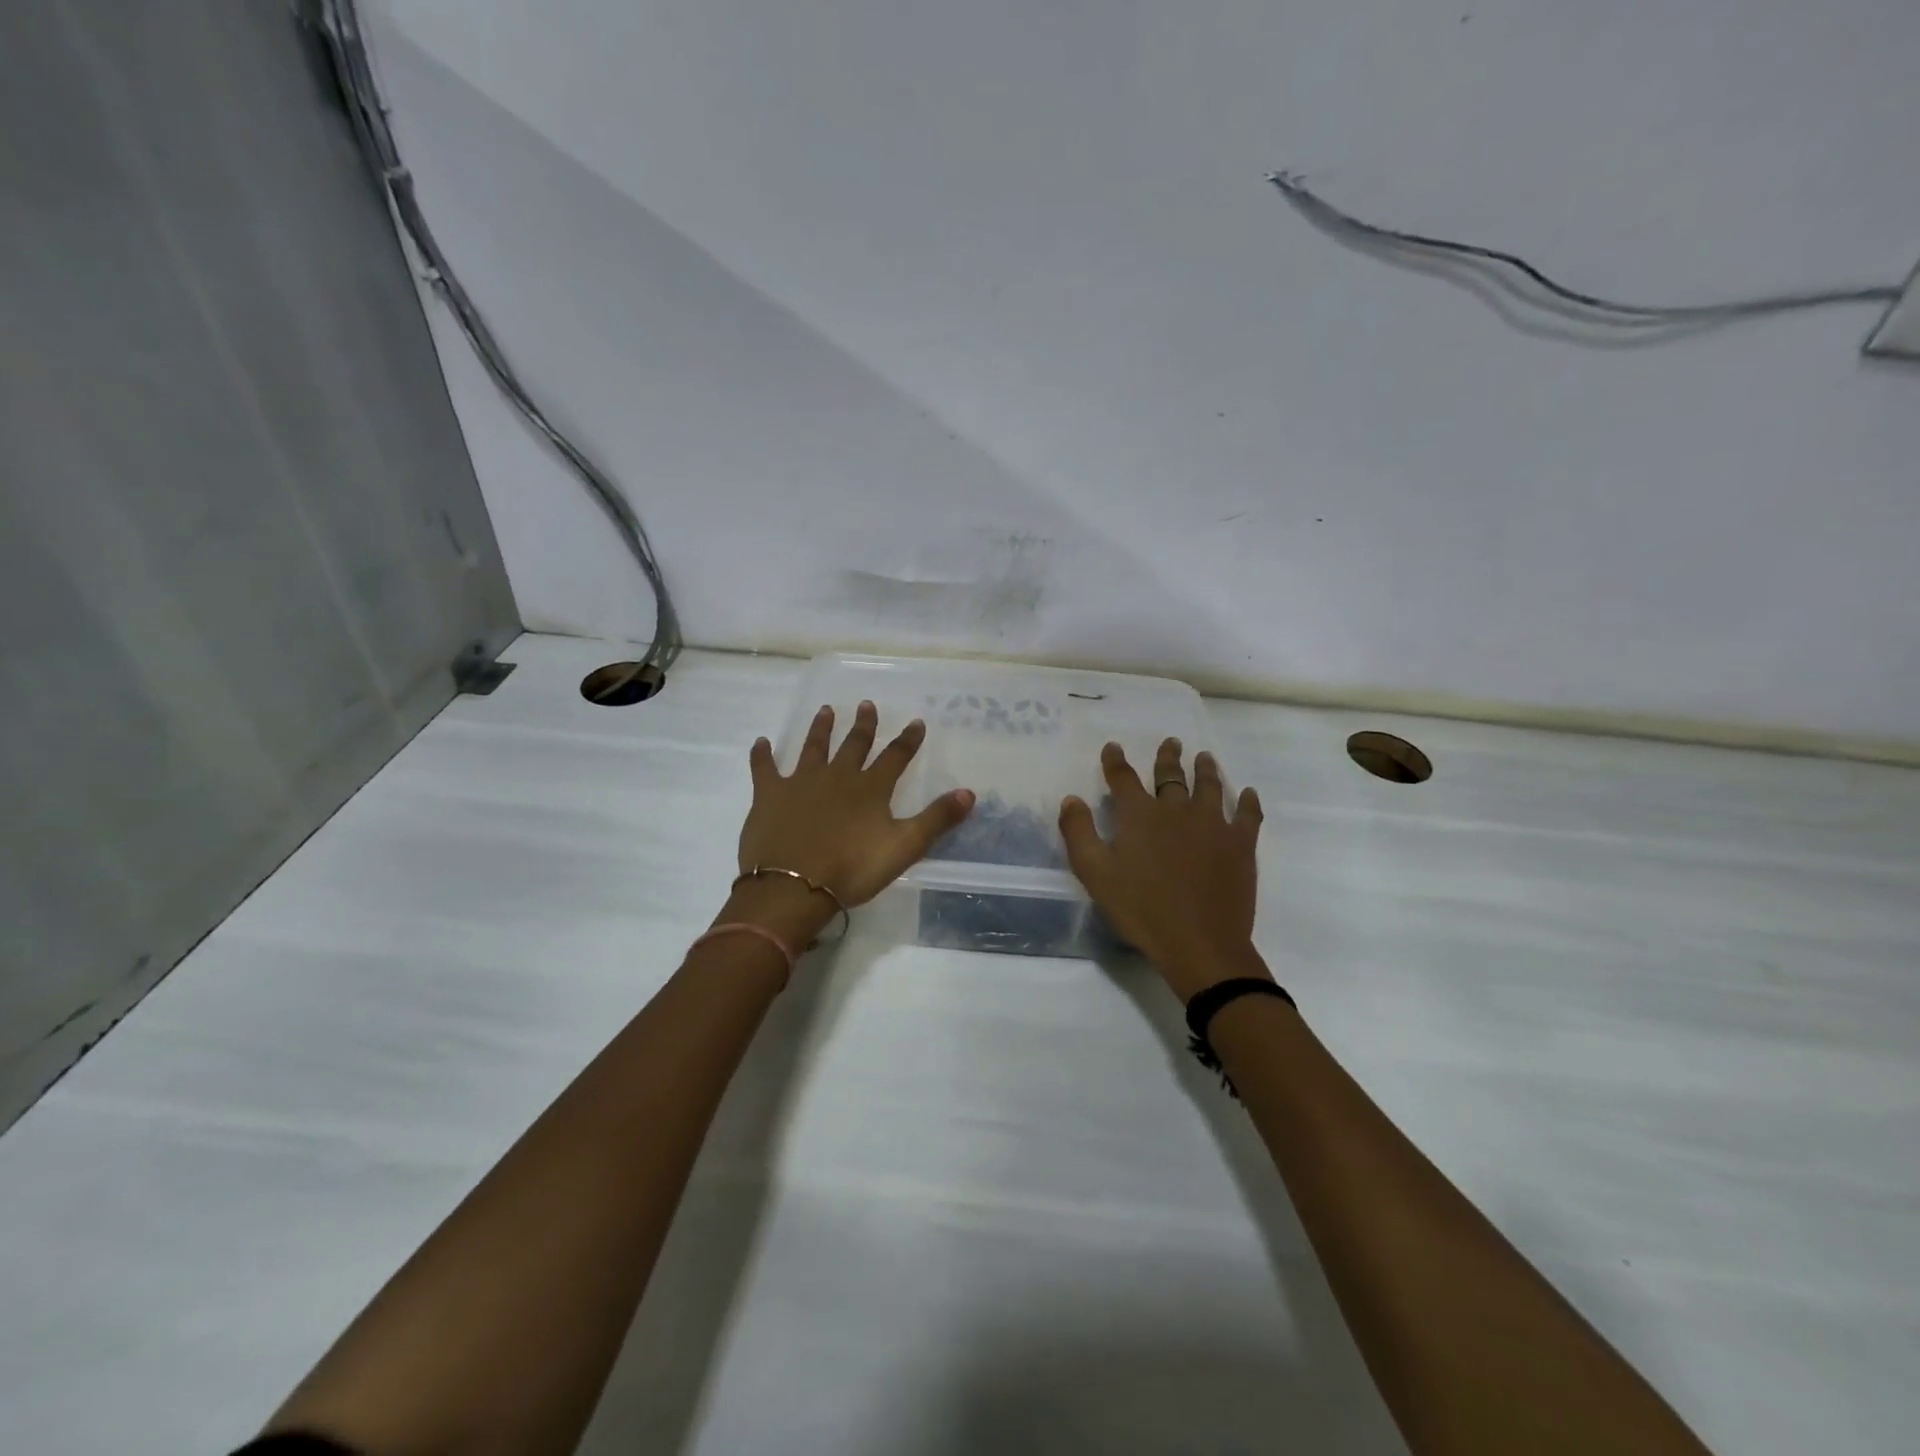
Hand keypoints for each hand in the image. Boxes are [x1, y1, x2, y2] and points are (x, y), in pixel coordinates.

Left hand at [730, 702, 974, 940]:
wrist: (793, 886)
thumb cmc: (852, 869)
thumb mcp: (904, 847)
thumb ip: (936, 819)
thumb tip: (969, 792)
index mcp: (870, 789)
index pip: (895, 757)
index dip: (908, 740)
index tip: (917, 722)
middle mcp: (837, 776)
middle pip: (853, 745)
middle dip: (863, 725)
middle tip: (867, 705)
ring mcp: (801, 782)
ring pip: (813, 747)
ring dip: (821, 729)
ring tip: (825, 710)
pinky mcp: (769, 795)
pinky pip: (764, 768)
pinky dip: (762, 755)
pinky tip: (761, 743)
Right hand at [1059, 739, 1265, 1001]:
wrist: (1199, 943)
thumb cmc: (1141, 910)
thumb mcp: (1095, 874)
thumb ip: (1079, 833)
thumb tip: (1071, 799)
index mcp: (1140, 816)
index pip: (1124, 778)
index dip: (1115, 761)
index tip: (1113, 747)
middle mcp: (1177, 810)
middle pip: (1170, 775)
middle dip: (1167, 757)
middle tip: (1171, 742)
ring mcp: (1213, 824)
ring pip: (1209, 786)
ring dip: (1206, 769)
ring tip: (1204, 757)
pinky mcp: (1241, 844)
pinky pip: (1247, 814)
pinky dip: (1248, 801)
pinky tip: (1248, 794)